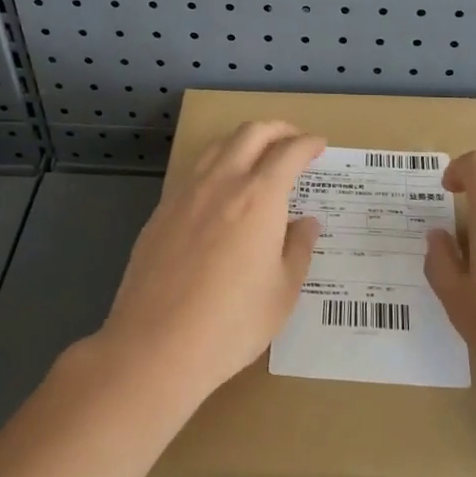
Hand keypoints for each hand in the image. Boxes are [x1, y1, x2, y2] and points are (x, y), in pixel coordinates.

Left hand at [99, 121, 325, 402]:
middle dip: (278, 129)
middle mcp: (222, 182)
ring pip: (218, 146)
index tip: (319, 146)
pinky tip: (221, 191)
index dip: (308, 144)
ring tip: (258, 157)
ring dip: (244, 141)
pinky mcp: (161, 211)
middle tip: (294, 140)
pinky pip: (195, 171)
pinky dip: (217, 165)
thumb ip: (298, 249)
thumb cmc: (232, 324)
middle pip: (251, 133)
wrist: (155, 347)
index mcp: (259, 197)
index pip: (289, 152)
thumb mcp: (283, 292)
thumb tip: (305, 223)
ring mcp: (186, 194)